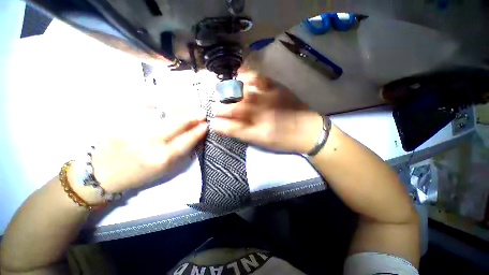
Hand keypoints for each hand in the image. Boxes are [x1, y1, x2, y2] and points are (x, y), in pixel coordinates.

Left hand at [79, 109, 207, 194]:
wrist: (103, 172)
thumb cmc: (139, 174)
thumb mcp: (165, 170)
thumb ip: (181, 152)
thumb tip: (195, 135)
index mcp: (161, 158)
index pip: (186, 140)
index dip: (198, 131)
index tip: (206, 125)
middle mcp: (148, 141)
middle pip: (176, 123)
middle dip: (192, 116)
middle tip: (202, 113)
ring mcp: (135, 128)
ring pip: (163, 112)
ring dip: (180, 108)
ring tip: (190, 107)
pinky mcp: (123, 119)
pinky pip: (146, 106)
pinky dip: (161, 104)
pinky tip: (169, 105)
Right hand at [212, 72, 322, 153]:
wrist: (308, 130)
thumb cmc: (283, 139)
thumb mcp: (261, 141)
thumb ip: (240, 133)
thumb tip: (221, 126)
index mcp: (256, 126)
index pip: (231, 123)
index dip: (220, 120)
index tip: (214, 119)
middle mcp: (260, 110)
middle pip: (234, 106)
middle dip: (222, 107)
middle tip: (216, 107)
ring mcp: (267, 96)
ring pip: (243, 91)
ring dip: (229, 91)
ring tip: (223, 92)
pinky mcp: (276, 87)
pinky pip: (258, 78)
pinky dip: (246, 75)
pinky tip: (240, 76)